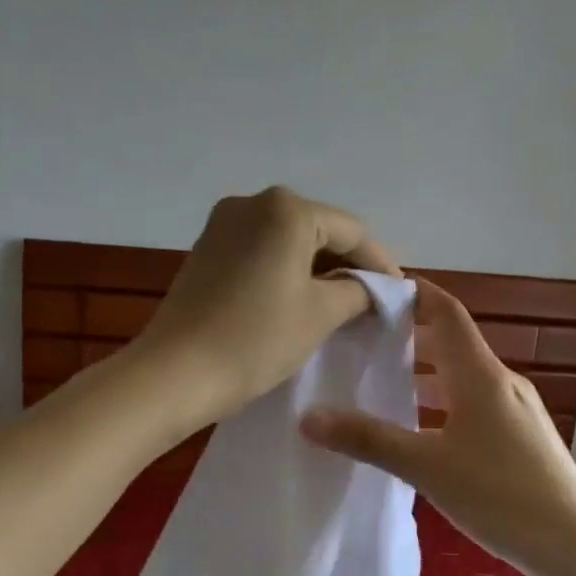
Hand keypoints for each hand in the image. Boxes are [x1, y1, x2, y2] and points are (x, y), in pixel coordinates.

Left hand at [134, 187, 398, 428]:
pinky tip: (299, 299)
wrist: (176, 372)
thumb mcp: (320, 315)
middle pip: (318, 230)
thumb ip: (356, 292)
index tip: (399, 294)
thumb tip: (368, 287)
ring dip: (317, 269)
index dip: (380, 263)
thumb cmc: (257, 339)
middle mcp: (253, 203)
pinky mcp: (206, 250)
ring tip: (341, 304)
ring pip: (288, 241)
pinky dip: (286, 272)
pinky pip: (261, 253)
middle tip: (372, 300)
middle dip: (348, 264)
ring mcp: (223, 225)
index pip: (351, 230)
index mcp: (287, 209)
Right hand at [300, 279, 575, 575]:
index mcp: (481, 375)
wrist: (573, 543)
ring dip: (425, 374)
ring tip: (381, 383)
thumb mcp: (426, 466)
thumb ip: (368, 440)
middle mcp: (502, 382)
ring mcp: (516, 411)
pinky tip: (420, 431)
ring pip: (463, 378)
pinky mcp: (521, 438)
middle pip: (453, 343)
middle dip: (410, 336)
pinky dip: (442, 403)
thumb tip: (308, 417)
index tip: (374, 290)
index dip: (413, 292)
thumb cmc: (499, 493)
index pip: (446, 312)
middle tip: (362, 339)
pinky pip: (474, 405)